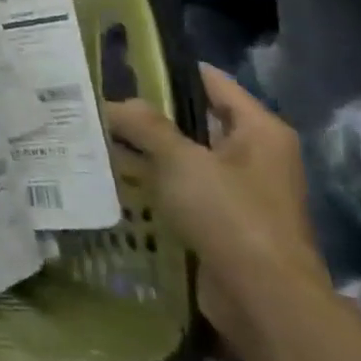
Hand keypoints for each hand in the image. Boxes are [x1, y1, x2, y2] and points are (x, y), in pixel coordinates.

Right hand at [105, 65, 329, 355]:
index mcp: (260, 131)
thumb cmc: (230, 214)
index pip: (211, 82)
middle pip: (195, 120)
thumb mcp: (180, 160)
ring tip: (97, 136)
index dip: (169, 71)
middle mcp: (255, 155)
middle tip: (100, 102)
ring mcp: (240, 191)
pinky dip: (153, 182)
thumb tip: (113, 104)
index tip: (124, 64)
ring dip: (147, 150)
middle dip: (149, 114)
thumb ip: (145, 125)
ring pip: (184, 157)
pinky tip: (115, 177)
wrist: (263, 296)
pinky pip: (182, 188)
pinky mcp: (223, 221)